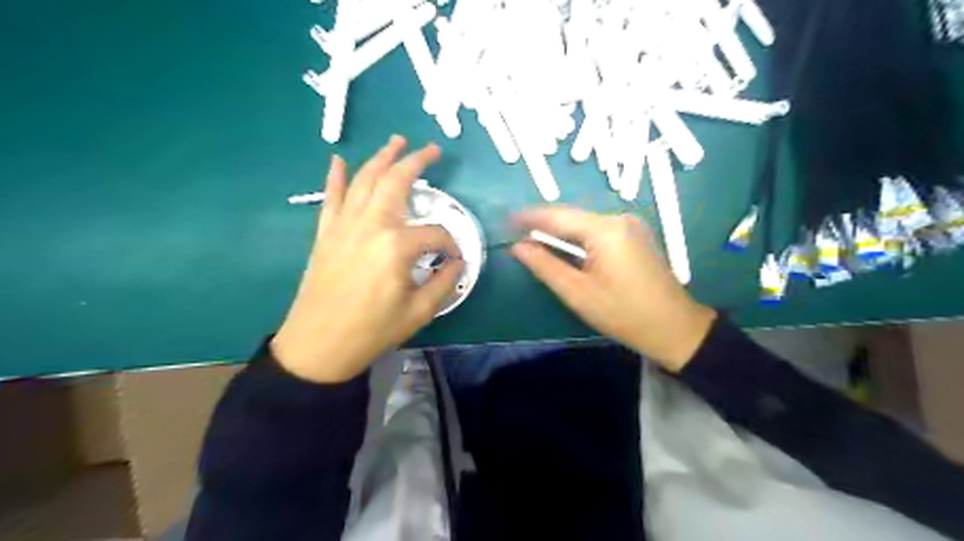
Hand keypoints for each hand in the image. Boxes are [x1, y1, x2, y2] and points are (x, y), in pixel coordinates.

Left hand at [273, 138, 463, 382]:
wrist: (318, 345)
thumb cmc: (371, 331)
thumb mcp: (419, 312)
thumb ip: (444, 282)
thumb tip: (458, 263)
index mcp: (397, 245)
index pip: (436, 234)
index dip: (451, 245)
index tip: (456, 259)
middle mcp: (371, 224)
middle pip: (396, 182)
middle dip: (416, 162)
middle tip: (431, 149)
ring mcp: (344, 225)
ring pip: (364, 180)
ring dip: (381, 158)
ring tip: (396, 142)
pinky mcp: (326, 233)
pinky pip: (331, 197)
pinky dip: (335, 176)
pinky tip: (338, 160)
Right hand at [512, 208, 714, 372]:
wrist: (674, 327)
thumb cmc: (623, 313)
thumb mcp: (577, 293)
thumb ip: (545, 266)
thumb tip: (518, 246)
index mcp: (605, 230)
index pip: (558, 216)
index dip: (530, 217)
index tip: (506, 219)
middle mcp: (619, 219)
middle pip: (572, 216)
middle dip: (544, 224)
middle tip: (516, 231)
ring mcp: (630, 225)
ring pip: (584, 223)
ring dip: (560, 231)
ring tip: (533, 238)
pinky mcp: (635, 235)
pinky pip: (597, 230)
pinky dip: (577, 237)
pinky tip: (563, 246)